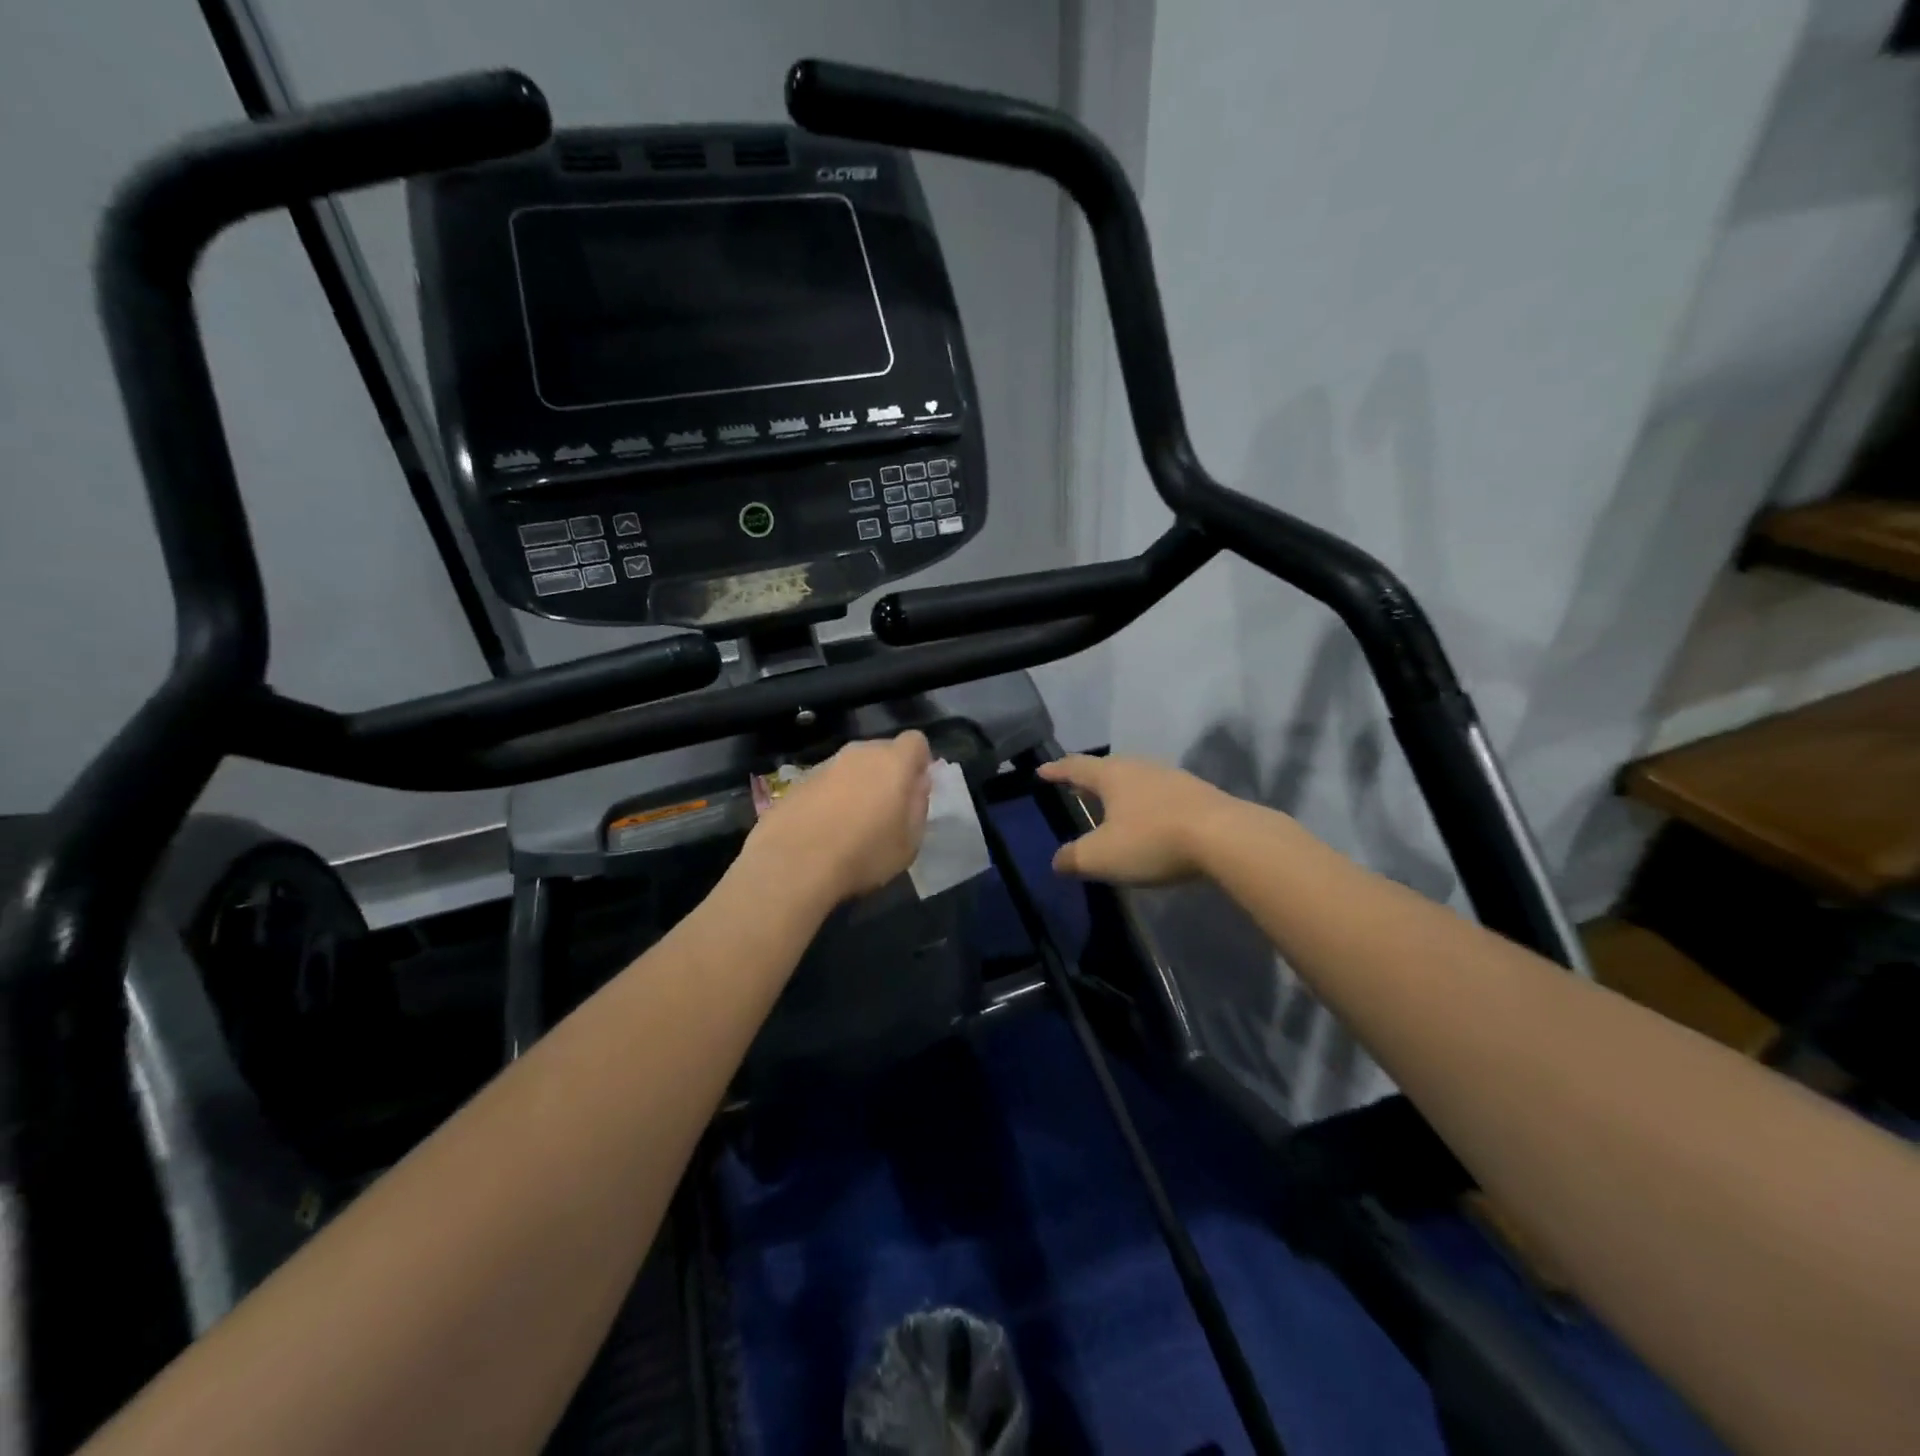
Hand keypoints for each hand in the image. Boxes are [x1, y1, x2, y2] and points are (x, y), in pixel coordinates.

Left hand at [744, 731, 933, 902]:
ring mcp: (825, 765)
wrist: (793, 864)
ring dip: (857, 786)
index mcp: (893, 762)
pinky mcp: (798, 782)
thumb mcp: (910, 842)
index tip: (915, 789)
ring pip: (851, 767)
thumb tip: (916, 785)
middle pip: (882, 752)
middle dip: (888, 774)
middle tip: (886, 810)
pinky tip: (824, 830)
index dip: (919, 762)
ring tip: (852, 824)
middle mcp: (859, 754)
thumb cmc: (864, 854)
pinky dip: (830, 798)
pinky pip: (826, 783)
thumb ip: (918, 806)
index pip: (916, 741)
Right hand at [1036, 754, 1238, 884]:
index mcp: (1111, 775)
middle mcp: (1139, 767)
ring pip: (1136, 779)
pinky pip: (1159, 794)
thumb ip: (1073, 858)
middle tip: (1075, 788)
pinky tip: (1148, 819)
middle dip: (1089, 779)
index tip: (1041, 771)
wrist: (1225, 837)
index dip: (1056, 771)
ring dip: (1120, 791)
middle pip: (1107, 768)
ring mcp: (1172, 777)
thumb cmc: (1152, 840)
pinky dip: (1145, 804)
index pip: (1075, 767)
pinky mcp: (1197, 794)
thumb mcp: (1101, 857)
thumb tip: (1057, 861)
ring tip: (1111, 805)